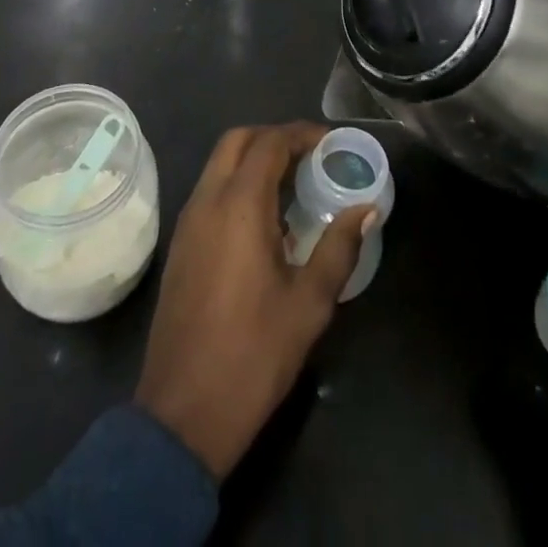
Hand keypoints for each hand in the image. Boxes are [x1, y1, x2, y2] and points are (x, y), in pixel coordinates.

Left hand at [135, 123, 373, 478]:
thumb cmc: (253, 355)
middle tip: (310, 156)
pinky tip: (266, 219)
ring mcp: (188, 222)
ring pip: (219, 164)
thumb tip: (366, 209)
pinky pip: (210, 191)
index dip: (301, 134)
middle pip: (237, 141)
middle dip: (274, 137)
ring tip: (294, 183)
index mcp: (238, 205)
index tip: (330, 141)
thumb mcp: (309, 304)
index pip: (269, 143)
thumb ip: (339, 248)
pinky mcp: (181, 245)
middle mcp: (207, 201)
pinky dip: (237, 184)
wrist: (182, 413)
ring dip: (254, 159)